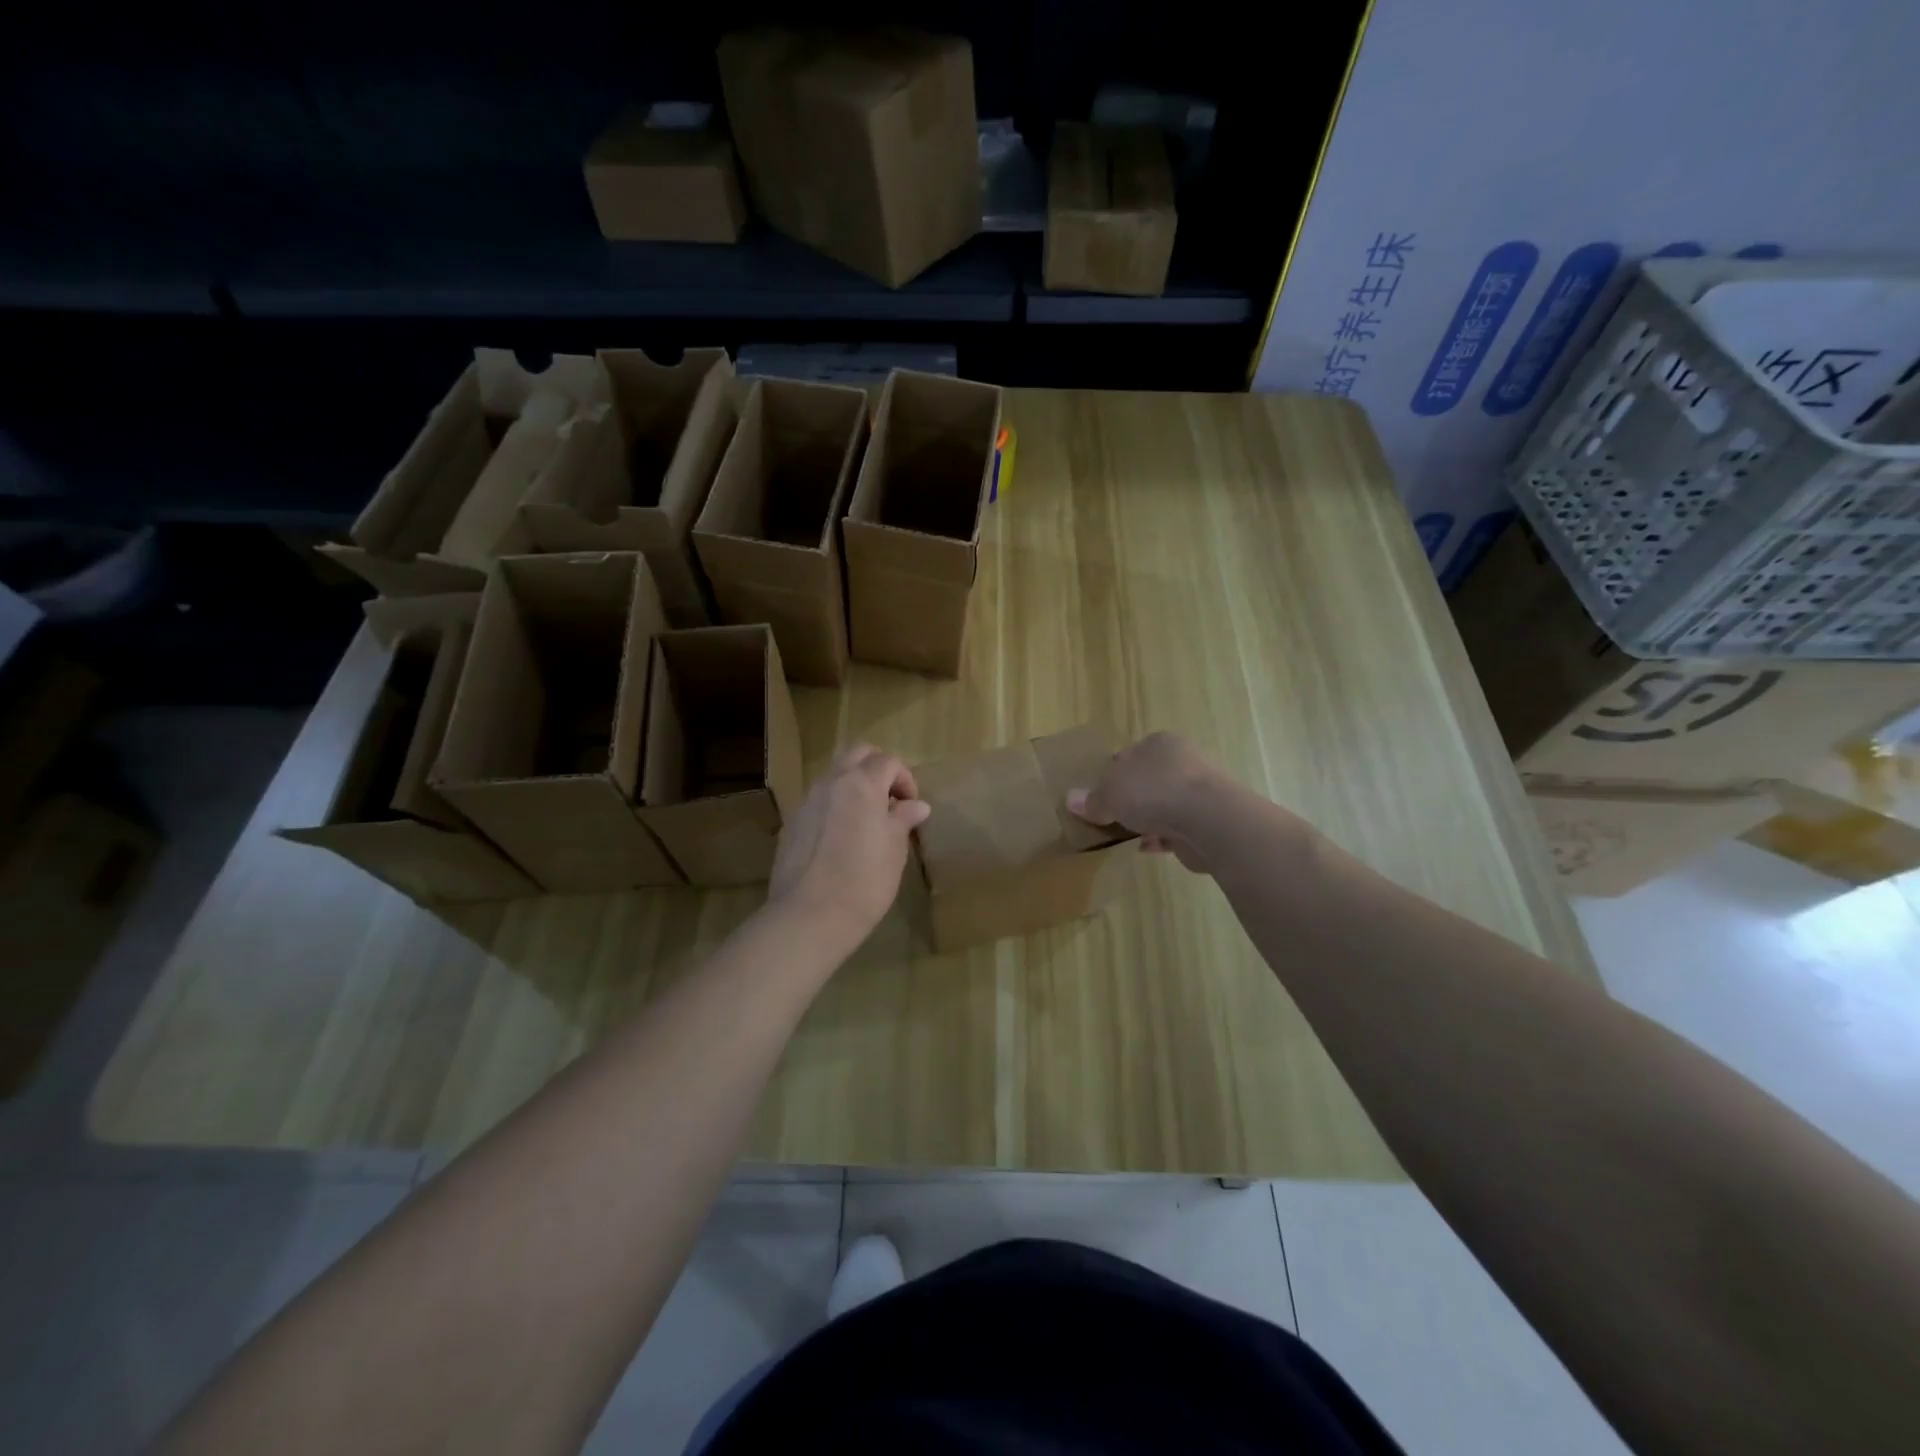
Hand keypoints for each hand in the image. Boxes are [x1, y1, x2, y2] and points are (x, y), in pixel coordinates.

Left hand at [767, 743, 931, 950]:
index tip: (911, 806)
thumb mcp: (894, 850)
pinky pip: (819, 801)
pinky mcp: (793, 824)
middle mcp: (831, 783)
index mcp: (861, 784)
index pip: (888, 761)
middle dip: (878, 768)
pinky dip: (835, 806)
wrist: (808, 916)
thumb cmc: (864, 881)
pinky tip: (842, 839)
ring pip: (834, 776)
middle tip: (891, 799)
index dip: (905, 779)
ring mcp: (807, 802)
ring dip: (854, 785)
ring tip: (867, 820)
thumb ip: (903, 819)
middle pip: (857, 754)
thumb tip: (916, 805)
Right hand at [1067, 731, 1225, 873]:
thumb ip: (1092, 799)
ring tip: (1126, 834)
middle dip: (1131, 796)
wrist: (1208, 819)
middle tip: (1110, 814)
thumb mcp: (1110, 793)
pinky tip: (1146, 848)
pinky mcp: (1207, 820)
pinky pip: (1177, 827)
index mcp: (1159, 743)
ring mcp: (1198, 791)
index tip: (1099, 793)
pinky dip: (1161, 837)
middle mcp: (1182, 761)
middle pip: (1148, 779)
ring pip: (1164, 804)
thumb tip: (1070, 800)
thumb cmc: (1153, 791)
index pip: (1130, 753)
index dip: (1112, 771)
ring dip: (1148, 818)